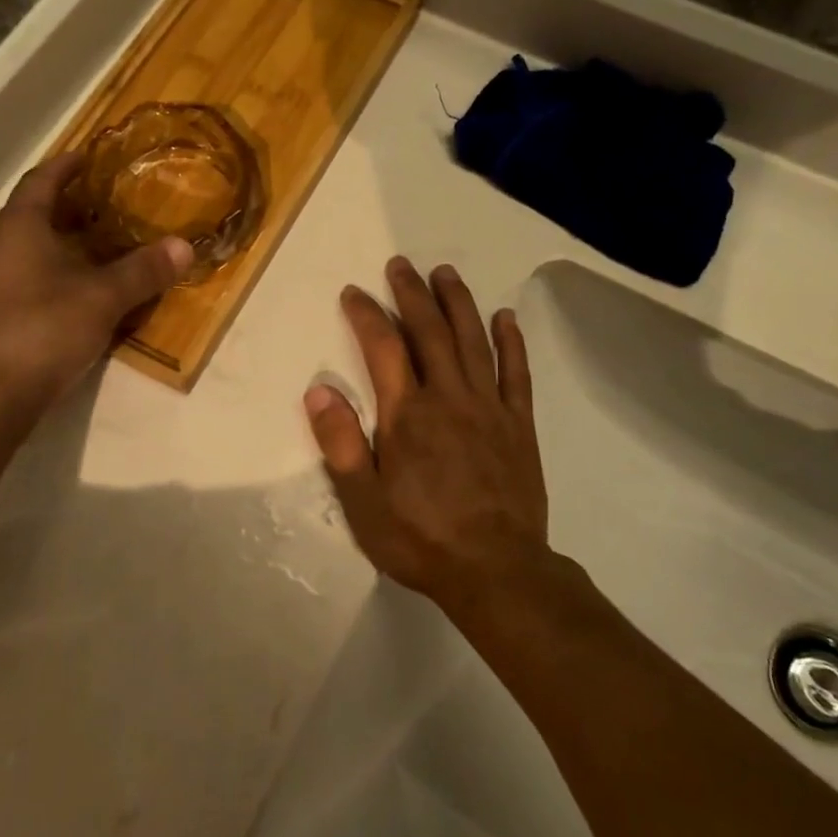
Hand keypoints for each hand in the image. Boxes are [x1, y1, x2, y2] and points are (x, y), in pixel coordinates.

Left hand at [0, 154, 191, 422]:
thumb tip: (184, 246)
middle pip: (33, 214)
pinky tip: (76, 293)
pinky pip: (23, 278)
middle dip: (69, 206)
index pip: (41, 181)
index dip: (66, 165)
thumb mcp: (103, 298)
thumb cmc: (41, 330)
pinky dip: (51, 273)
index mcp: (18, 228)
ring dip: (60, 242)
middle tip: (108, 204)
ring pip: (26, 249)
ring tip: (99, 247)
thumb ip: (144, 271)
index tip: (89, 155)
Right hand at [304, 258, 550, 610]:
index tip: (354, 292)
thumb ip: (341, 442)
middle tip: (400, 265)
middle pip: (429, 331)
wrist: (496, 571)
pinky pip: (516, 373)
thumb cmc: (420, 538)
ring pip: (472, 340)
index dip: (366, 314)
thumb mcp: (363, 502)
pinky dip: (511, 342)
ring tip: (446, 273)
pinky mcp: (519, 424)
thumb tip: (318, 389)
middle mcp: (448, 397)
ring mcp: (489, 407)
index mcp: (407, 414)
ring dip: (458, 303)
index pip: (383, 347)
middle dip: (412, 293)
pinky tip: (505, 317)